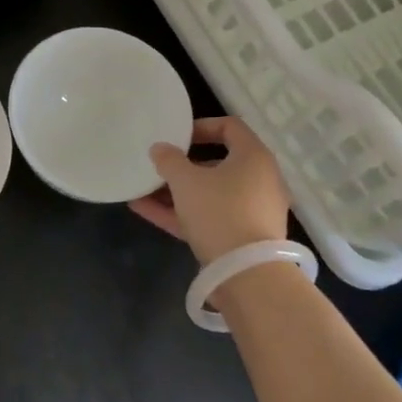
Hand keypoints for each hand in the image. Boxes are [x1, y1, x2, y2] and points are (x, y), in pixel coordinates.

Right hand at [128, 117, 290, 263]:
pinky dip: (181, 213)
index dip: (201, 126)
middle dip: (183, 165)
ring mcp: (252, 212)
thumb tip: (160, 148)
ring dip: (177, 191)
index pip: (230, 127)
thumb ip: (169, 160)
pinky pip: (208, 217)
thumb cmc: (219, 212)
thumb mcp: (186, 181)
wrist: (247, 275)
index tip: (176, 136)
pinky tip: (144, 210)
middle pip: (218, 163)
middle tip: (159, 165)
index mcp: (254, 157)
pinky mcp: (242, 238)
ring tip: (143, 189)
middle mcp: (259, 180)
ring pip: (210, 194)